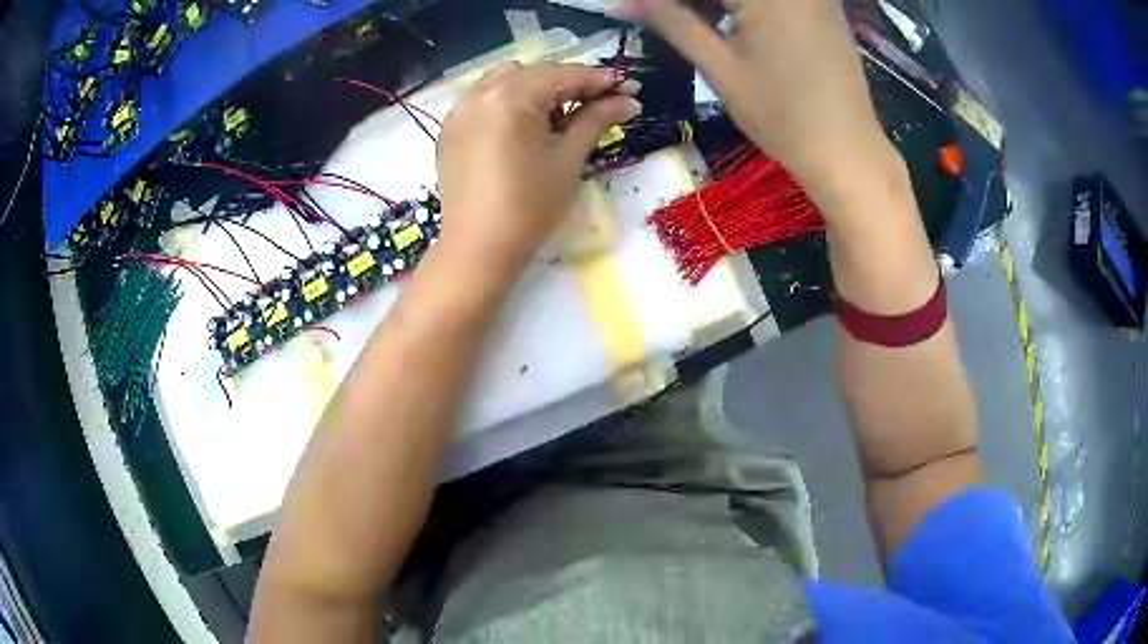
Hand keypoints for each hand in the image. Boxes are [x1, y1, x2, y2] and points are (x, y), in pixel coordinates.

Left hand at [436, 62, 641, 266]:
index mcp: (510, 97)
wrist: (478, 249)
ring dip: (538, 89)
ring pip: (507, 81)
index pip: (564, 74)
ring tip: (557, 120)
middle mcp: (479, 93)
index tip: (631, 88)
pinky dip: (510, 102)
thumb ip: (597, 120)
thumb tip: (629, 100)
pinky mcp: (451, 128)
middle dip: (570, 84)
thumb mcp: (568, 159)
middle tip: (599, 106)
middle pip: (535, 73)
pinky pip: (485, 99)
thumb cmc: (529, 207)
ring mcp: (459, 110)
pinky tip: (524, 128)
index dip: (601, 80)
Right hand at [628, 0, 895, 205]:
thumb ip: (672, 23)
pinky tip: (724, 19)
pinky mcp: (822, 7)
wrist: (847, 153)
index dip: (664, 0)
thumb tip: (624, 1)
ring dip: (714, 4)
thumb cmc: (783, 116)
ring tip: (688, 21)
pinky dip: (744, 6)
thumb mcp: (721, 66)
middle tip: (661, 16)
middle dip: (691, 2)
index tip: (637, 7)